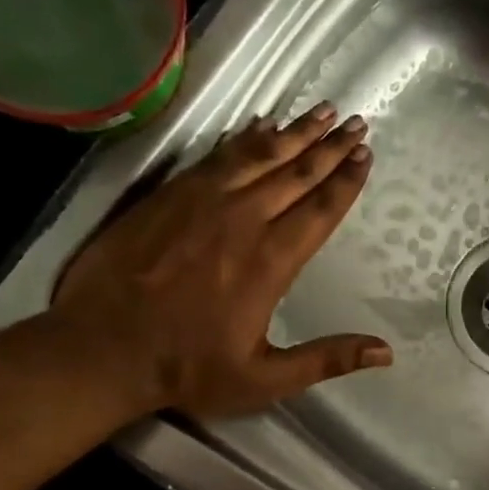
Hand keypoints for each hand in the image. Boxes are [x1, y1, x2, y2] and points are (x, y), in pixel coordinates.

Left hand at [49, 102, 391, 419]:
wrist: (102, 349)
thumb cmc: (189, 368)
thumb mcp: (265, 378)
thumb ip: (326, 359)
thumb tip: (386, 353)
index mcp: (271, 262)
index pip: (319, 210)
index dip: (346, 181)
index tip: (366, 154)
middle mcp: (242, 220)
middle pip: (296, 173)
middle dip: (330, 146)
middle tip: (357, 122)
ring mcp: (202, 202)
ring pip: (258, 155)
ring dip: (294, 132)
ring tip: (321, 111)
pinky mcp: (169, 195)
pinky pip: (217, 155)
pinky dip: (243, 138)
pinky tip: (259, 124)